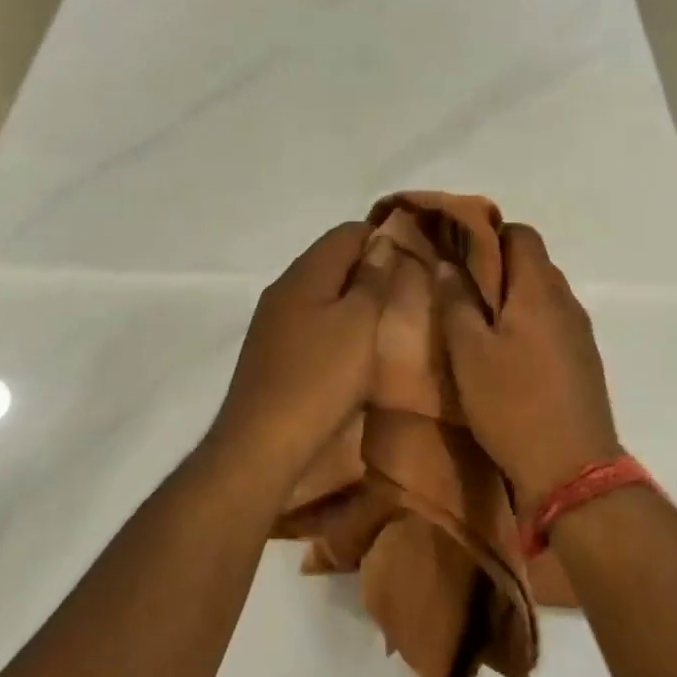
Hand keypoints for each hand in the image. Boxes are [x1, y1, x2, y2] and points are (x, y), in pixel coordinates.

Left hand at [208, 223, 397, 481]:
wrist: (261, 444)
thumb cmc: (319, 379)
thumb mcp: (359, 324)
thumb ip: (372, 279)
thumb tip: (382, 240)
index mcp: (304, 274)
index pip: (346, 232)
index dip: (383, 236)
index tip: (415, 257)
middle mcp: (283, 289)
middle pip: (331, 260)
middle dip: (369, 268)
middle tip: (406, 290)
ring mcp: (272, 321)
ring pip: (321, 292)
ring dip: (352, 299)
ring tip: (386, 319)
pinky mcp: (271, 352)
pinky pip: (310, 321)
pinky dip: (335, 323)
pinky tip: (353, 347)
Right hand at [436, 224, 619, 514]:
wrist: (572, 468)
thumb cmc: (512, 404)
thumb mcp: (469, 353)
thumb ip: (457, 303)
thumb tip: (447, 264)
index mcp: (539, 290)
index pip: (521, 234)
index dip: (488, 234)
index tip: (456, 251)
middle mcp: (566, 301)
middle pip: (534, 262)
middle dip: (497, 265)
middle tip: (459, 287)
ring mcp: (580, 332)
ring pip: (543, 294)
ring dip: (512, 296)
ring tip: (478, 320)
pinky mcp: (583, 360)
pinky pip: (553, 322)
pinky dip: (528, 321)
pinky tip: (506, 351)